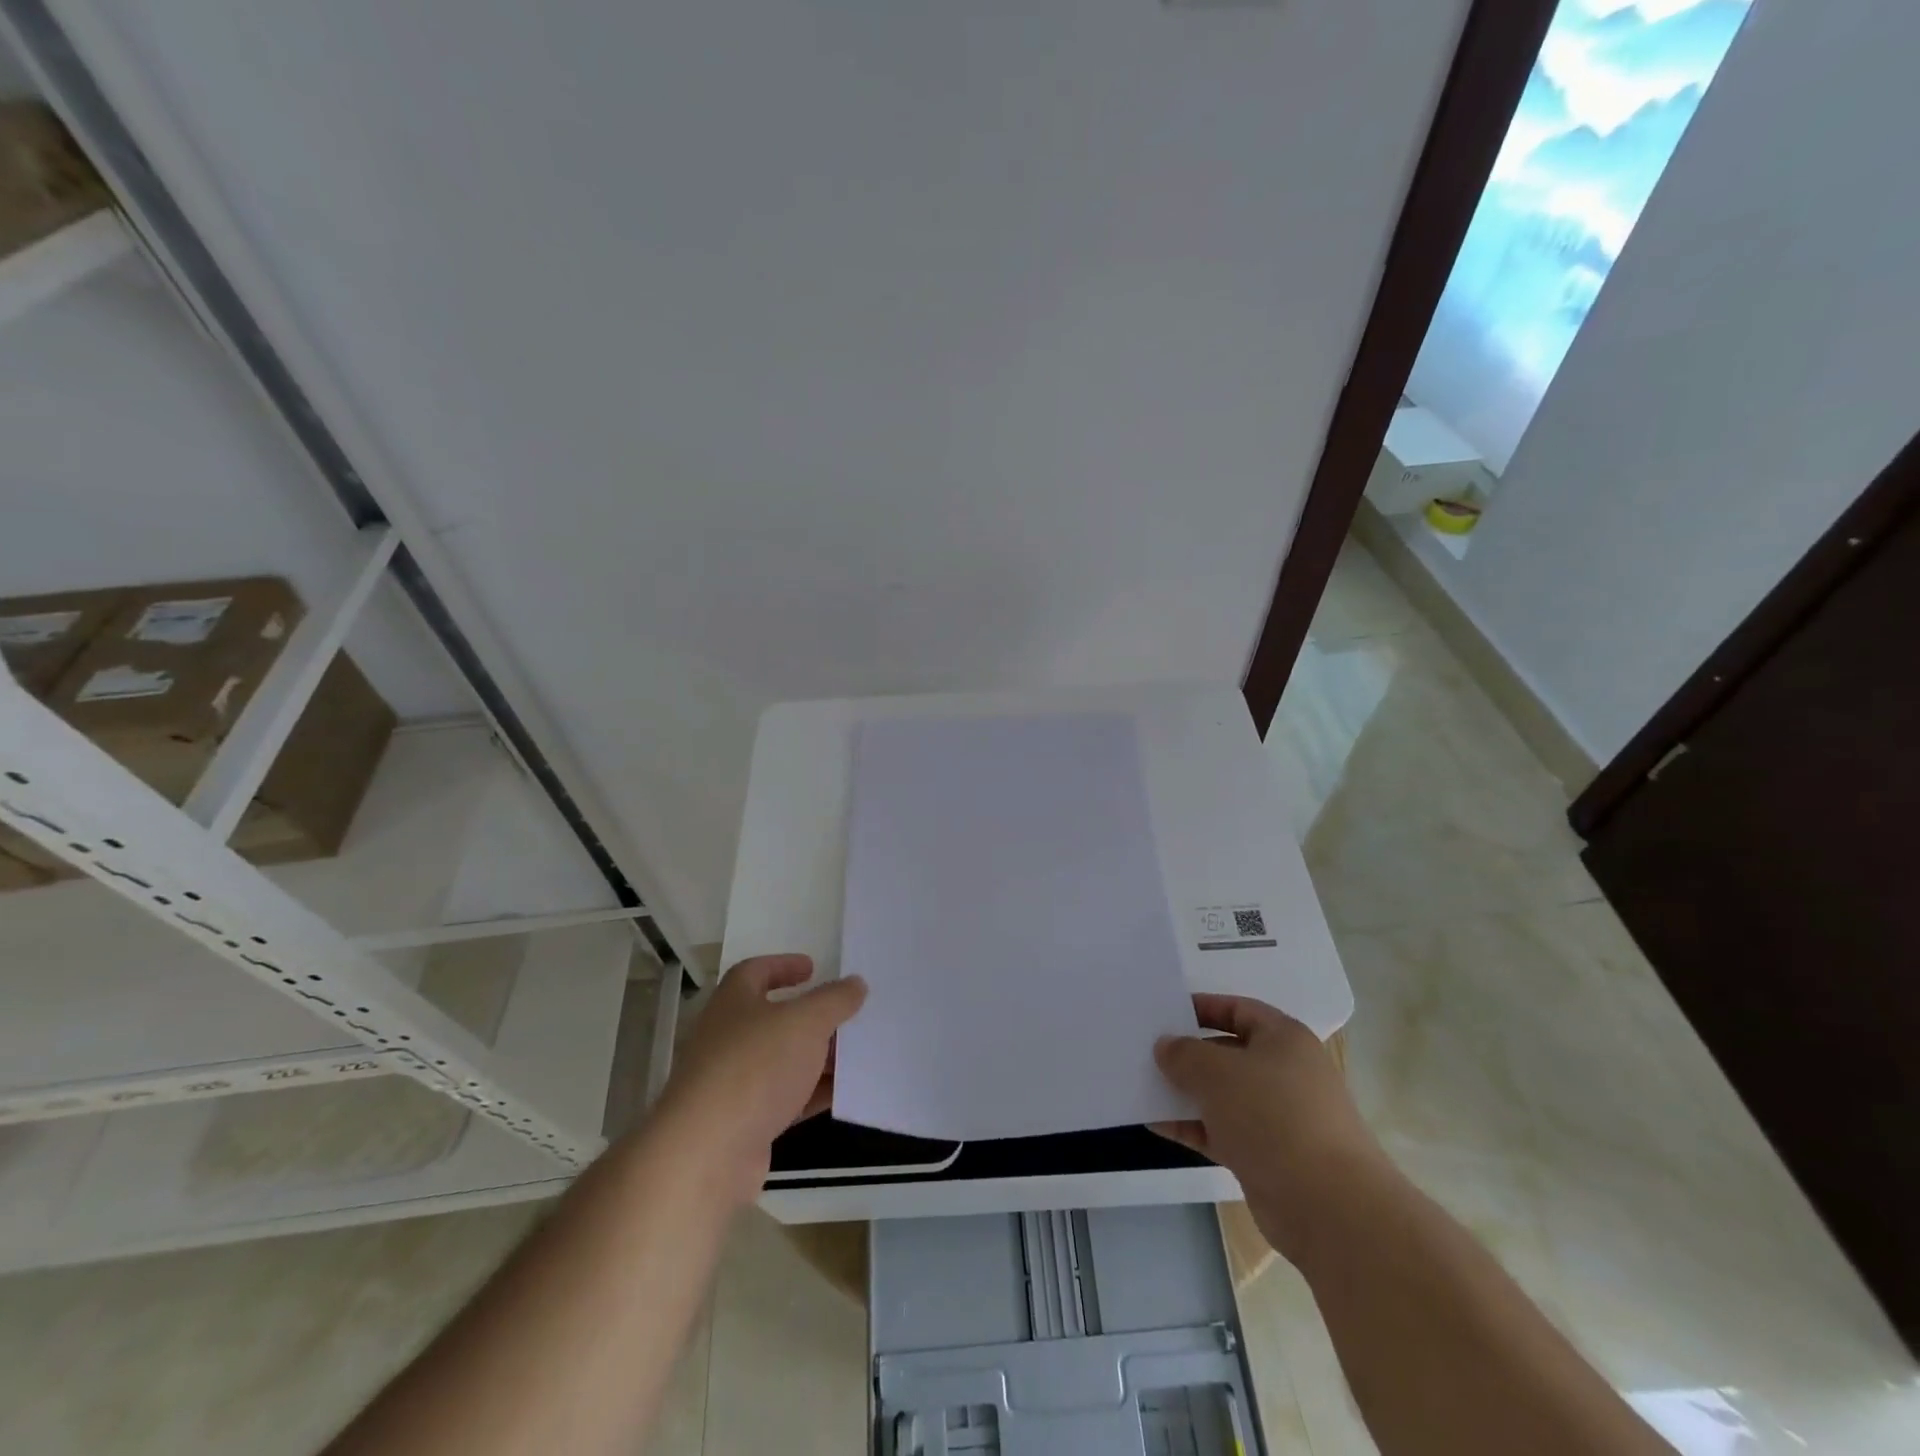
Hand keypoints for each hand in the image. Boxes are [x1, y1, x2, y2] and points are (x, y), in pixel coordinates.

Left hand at [652, 955, 866, 1202]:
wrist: (707, 1154)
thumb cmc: (755, 1067)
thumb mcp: (805, 1022)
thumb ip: (834, 999)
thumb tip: (855, 983)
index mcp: (733, 1002)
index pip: (755, 971)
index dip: (783, 965)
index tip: (814, 968)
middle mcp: (728, 1037)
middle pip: (773, 1018)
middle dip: (811, 1016)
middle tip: (846, 1013)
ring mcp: (733, 1082)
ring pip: (783, 1060)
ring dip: (816, 1056)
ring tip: (856, 1053)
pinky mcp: (744, 1122)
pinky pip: (786, 1099)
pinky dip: (813, 1093)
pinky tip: (845, 1093)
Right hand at [1154, 993, 1389, 1262]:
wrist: (1329, 1207)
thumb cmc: (1273, 1117)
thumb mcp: (1218, 1072)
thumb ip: (1184, 1054)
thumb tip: (1166, 1047)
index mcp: (1284, 1039)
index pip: (1238, 1009)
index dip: (1202, 1007)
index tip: (1165, 1013)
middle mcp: (1285, 1073)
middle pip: (1228, 1053)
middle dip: (1188, 1053)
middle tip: (1146, 1050)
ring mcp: (1278, 1117)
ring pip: (1223, 1095)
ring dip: (1186, 1092)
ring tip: (1142, 1085)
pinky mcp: (1268, 1157)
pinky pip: (1222, 1131)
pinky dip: (1192, 1127)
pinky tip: (1155, 1123)